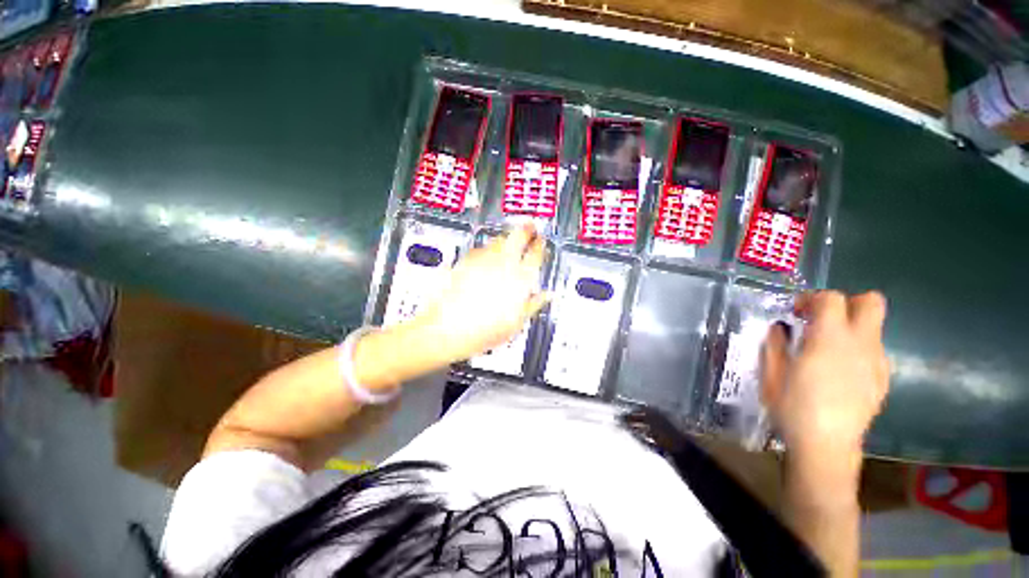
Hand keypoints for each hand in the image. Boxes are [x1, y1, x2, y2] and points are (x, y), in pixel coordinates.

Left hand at [411, 224, 547, 363]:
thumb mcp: (516, 323)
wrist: (448, 328)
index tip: (541, 241)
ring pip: (499, 239)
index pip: (536, 254)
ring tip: (510, 241)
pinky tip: (487, 256)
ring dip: (507, 238)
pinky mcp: (466, 260)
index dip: (540, 245)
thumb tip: (546, 295)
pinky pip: (481, 248)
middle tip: (529, 227)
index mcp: (520, 279)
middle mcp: (504, 264)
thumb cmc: (485, 330)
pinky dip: (488, 249)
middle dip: (526, 229)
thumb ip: (533, 304)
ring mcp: (483, 259)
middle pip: (518, 236)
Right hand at [761, 291, 889, 459]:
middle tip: (822, 319)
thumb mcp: (770, 373)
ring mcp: (876, 362)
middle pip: (870, 302)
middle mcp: (860, 344)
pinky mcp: (883, 379)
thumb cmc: (792, 407)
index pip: (831, 298)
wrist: (826, 446)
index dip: (812, 298)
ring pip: (873, 326)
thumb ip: (775, 345)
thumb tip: (780, 328)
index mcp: (828, 340)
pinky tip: (840, 370)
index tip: (796, 312)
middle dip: (846, 303)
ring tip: (827, 349)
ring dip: (851, 327)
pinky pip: (874, 350)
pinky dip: (858, 349)